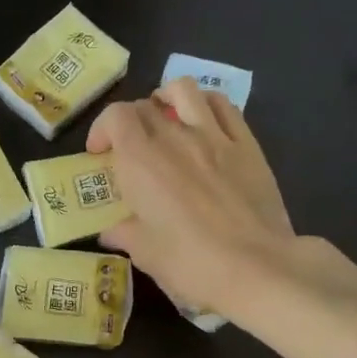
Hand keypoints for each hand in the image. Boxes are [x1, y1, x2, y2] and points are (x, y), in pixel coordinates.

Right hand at [88, 77, 304, 318]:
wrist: (256, 267)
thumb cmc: (190, 263)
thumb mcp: (145, 254)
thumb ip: (124, 234)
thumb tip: (111, 231)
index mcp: (141, 162)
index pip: (115, 117)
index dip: (102, 129)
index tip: (100, 154)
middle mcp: (175, 137)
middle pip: (145, 105)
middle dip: (131, 121)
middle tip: (131, 148)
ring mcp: (214, 136)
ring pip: (185, 90)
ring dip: (168, 98)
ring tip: (166, 119)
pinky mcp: (247, 144)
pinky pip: (224, 106)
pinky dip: (205, 105)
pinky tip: (204, 124)